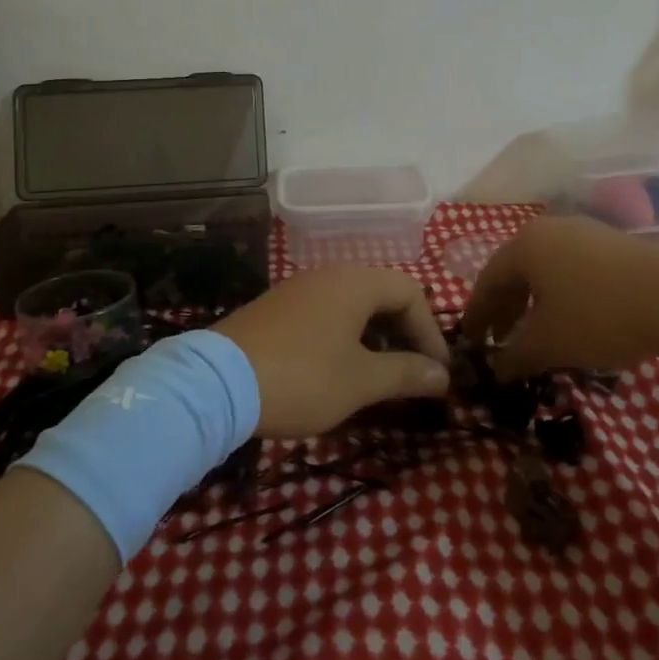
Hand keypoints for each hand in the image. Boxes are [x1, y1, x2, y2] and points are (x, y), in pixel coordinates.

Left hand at [211, 267, 450, 435]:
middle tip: (414, 373)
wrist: (216, 383)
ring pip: (353, 305)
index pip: (411, 292)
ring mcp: (298, 290)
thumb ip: (406, 373)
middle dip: (404, 333)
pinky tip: (340, 370)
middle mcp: (328, 275)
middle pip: (382, 294)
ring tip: (381, 376)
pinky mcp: (277, 309)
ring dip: (375, 337)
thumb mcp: (360, 381)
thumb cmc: (302, 377)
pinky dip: (345, 337)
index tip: (438, 372)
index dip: (431, 331)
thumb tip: (442, 375)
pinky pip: (326, 314)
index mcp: (355, 283)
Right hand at [463, 215, 658, 377]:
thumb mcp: (549, 344)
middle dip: (504, 309)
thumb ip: (514, 357)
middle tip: (499, 342)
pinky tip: (571, 320)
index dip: (476, 315)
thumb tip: (496, 370)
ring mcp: (585, 232)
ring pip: (545, 270)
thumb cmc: (600, 316)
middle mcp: (550, 229)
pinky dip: (560, 295)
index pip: (487, 280)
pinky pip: (572, 269)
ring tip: (534, 334)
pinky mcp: (615, 244)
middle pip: (515, 271)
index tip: (470, 341)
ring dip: (533, 303)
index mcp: (525, 245)